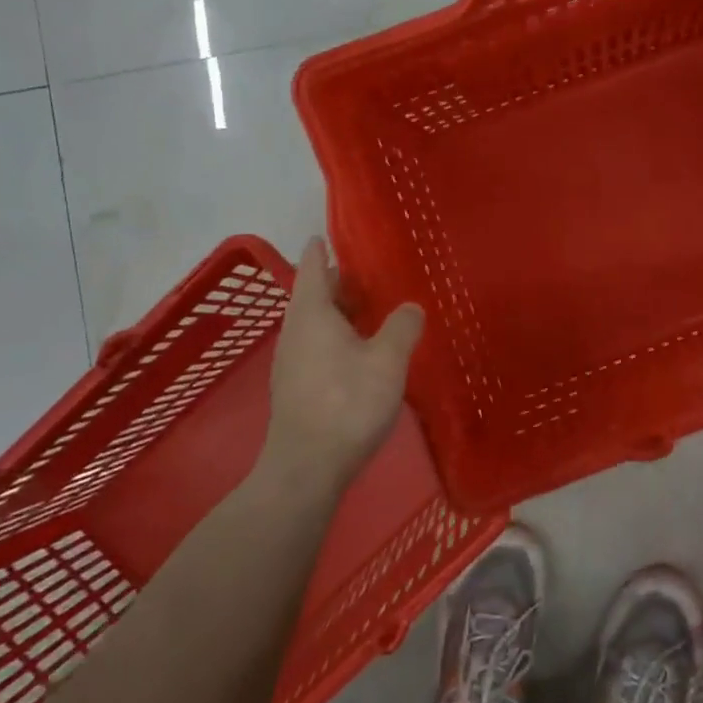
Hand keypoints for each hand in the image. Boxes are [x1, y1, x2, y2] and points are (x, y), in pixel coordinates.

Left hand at [264, 238, 424, 486]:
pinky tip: (358, 351)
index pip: (312, 268)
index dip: (320, 250)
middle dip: (337, 283)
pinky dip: (335, 336)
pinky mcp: (296, 387)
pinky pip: (316, 346)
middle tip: (370, 274)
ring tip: (370, 310)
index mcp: (312, 315)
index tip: (328, 235)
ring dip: (338, 312)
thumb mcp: (387, 361)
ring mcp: (291, 362)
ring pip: (314, 323)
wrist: (308, 467)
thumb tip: (410, 307)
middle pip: (312, 296)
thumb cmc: (347, 403)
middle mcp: (295, 332)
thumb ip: (402, 327)